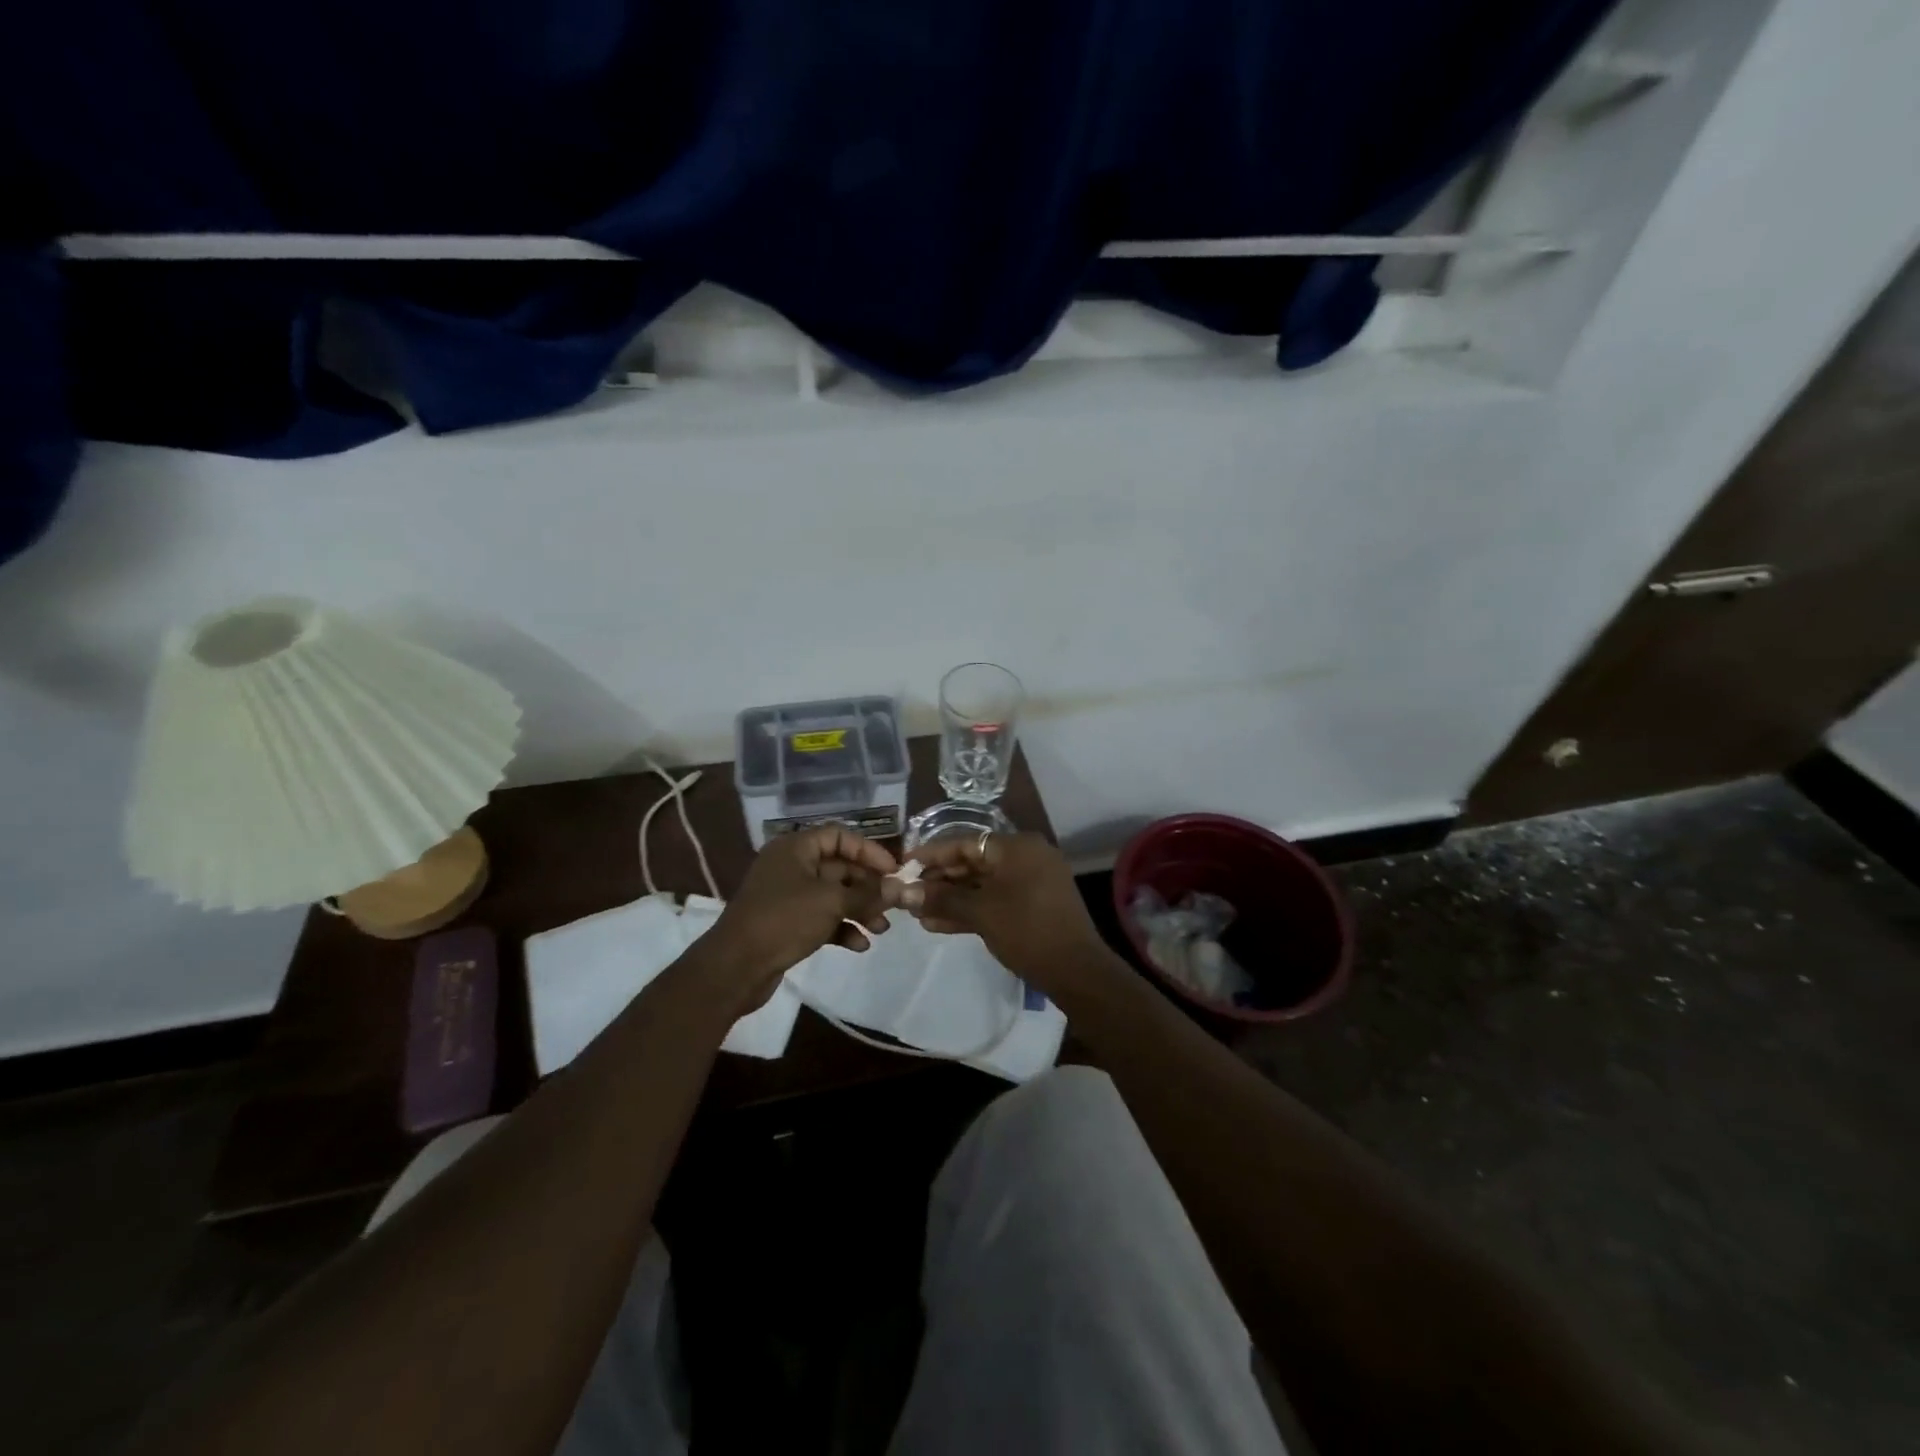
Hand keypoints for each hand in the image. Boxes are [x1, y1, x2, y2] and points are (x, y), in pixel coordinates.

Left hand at [703, 826, 901, 1010]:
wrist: (735, 967)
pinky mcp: (787, 923)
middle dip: (868, 886)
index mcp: (795, 848)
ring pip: (833, 895)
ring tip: (881, 929)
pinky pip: (822, 918)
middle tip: (893, 904)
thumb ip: (868, 894)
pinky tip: (860, 945)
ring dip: (859, 910)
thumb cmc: (784, 920)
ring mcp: (788, 896)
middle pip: (839, 867)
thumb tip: (899, 889)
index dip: (868, 851)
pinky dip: (841, 927)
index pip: (839, 836)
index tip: (893, 871)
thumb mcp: (831, 902)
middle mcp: (791, 866)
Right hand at [896, 832, 1107, 993]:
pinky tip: (937, 925)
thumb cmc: (1026, 929)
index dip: (932, 855)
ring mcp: (1031, 882)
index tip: (904, 865)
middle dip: (939, 881)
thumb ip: (941, 898)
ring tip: (917, 913)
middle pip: (973, 863)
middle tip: (907, 894)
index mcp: (1017, 847)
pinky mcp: (1032, 906)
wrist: (1076, 971)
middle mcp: (1026, 857)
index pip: (965, 843)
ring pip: (982, 885)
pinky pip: (995, 901)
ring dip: (951, 899)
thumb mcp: (980, 912)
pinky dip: (970, 910)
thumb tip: (901, 892)